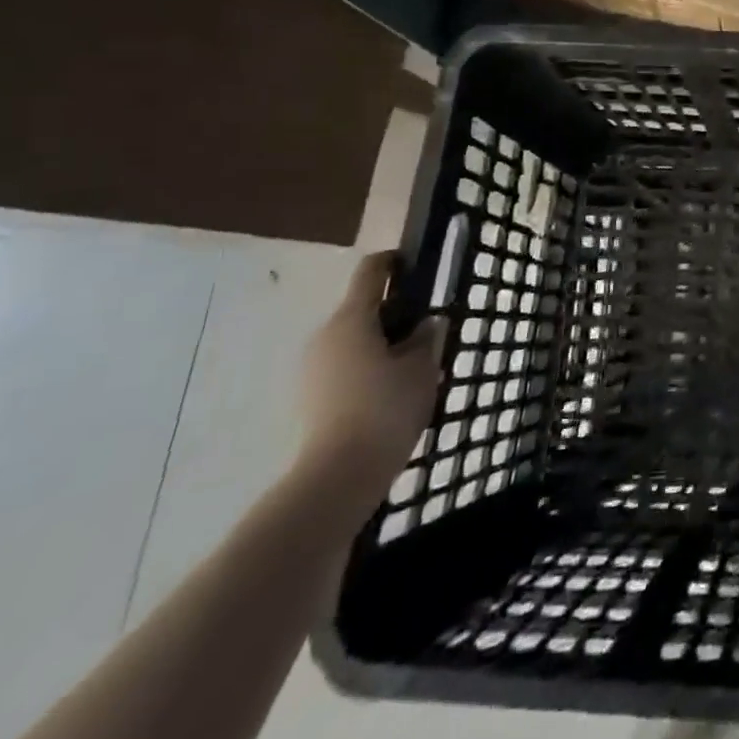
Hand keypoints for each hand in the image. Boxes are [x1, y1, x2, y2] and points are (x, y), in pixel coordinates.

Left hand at [298, 252, 444, 509]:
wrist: (338, 476)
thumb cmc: (385, 408)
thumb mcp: (422, 367)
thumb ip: (427, 337)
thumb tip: (428, 323)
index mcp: (352, 318)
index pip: (371, 272)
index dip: (394, 262)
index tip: (416, 267)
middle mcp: (326, 335)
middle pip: (363, 309)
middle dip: (396, 316)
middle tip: (428, 333)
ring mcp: (312, 368)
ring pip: (355, 341)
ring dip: (383, 345)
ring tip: (414, 368)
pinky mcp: (310, 397)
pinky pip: (345, 367)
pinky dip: (368, 369)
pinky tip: (393, 393)